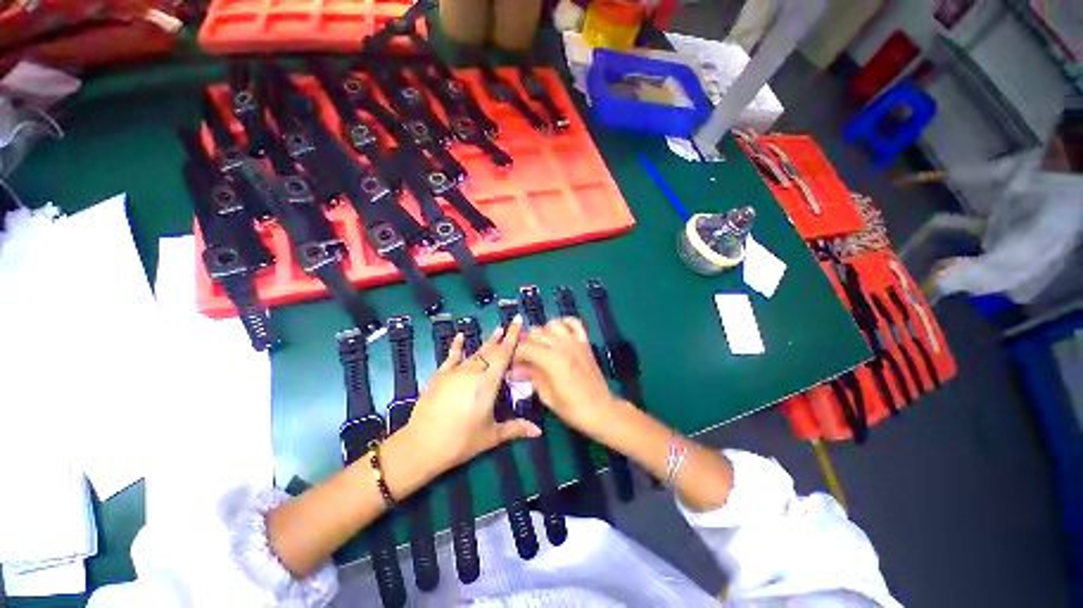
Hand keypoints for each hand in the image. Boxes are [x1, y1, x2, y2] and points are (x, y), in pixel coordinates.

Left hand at [403, 316, 540, 475]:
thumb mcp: (491, 436)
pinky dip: (457, 345)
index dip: (513, 337)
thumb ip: (516, 428)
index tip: (518, 320)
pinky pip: (451, 356)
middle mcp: (473, 371)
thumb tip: (538, 431)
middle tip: (511, 325)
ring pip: (476, 352)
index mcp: (488, 383)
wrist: (422, 445)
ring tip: (497, 331)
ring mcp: (455, 372)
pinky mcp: (440, 375)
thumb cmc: (461, 441)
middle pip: (491, 350)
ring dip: (487, 342)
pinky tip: (461, 336)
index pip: (504, 354)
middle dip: (503, 337)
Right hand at [510, 318, 616, 438]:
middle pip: (536, 334)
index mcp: (552, 360)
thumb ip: (531, 377)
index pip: (525, 347)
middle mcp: (562, 346)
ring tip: (539, 345)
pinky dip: (564, 322)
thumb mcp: (547, 396)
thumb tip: (515, 370)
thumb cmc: (572, 408)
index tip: (513, 364)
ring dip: (542, 333)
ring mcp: (575, 342)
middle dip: (525, 344)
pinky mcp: (584, 342)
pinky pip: (574, 323)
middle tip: (522, 358)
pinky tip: (557, 330)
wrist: (601, 409)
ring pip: (552, 325)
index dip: (515, 355)